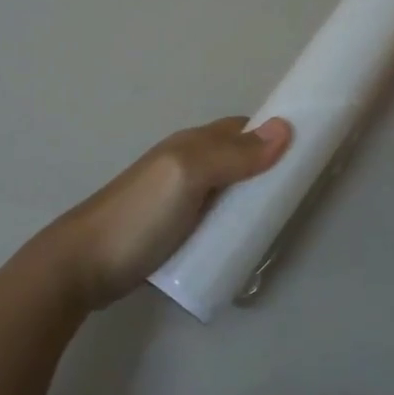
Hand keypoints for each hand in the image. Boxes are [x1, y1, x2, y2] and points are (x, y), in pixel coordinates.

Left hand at [41, 116, 292, 310]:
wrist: (82, 266)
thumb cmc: (138, 215)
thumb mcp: (187, 176)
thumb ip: (232, 154)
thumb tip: (285, 128)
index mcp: (193, 145)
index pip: (246, 130)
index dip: (276, 136)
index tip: (312, 154)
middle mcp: (189, 165)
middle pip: (241, 160)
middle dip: (271, 171)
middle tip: (302, 198)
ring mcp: (181, 199)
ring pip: (230, 191)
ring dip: (255, 201)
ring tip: (281, 225)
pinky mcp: (176, 230)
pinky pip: (217, 218)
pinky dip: (237, 225)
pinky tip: (248, 244)